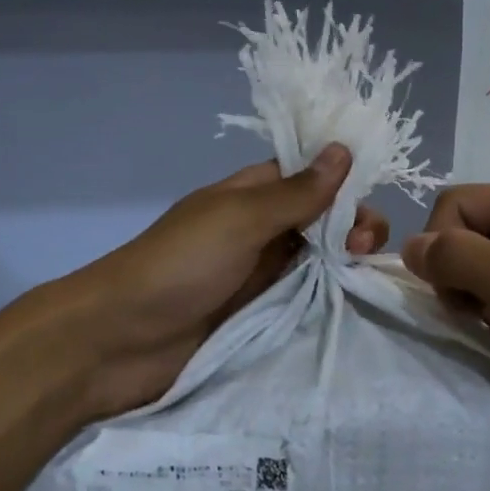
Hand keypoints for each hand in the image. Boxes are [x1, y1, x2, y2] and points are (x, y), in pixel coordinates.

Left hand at [44, 146, 386, 420]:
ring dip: (346, 260)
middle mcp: (262, 229)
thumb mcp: (239, 219)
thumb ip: (295, 193)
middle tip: (361, 248)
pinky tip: (356, 299)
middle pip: (322, 218)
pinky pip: (306, 298)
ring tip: (361, 272)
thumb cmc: (179, 266)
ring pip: (320, 258)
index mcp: (252, 194)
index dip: (344, 182)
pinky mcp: (262, 315)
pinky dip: (331, 295)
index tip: (372, 198)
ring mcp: (262, 274)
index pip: (310, 176)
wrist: (118, 341)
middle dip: (351, 224)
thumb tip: (343, 149)